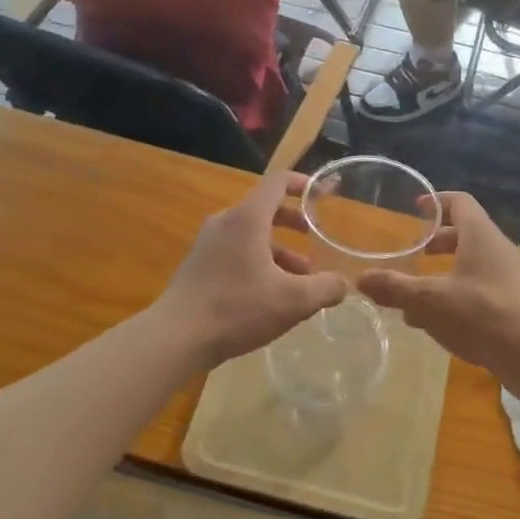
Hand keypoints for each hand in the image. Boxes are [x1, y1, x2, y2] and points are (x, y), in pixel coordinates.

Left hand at [155, 172, 346, 368]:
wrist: (176, 337)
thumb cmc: (237, 308)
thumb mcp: (293, 301)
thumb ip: (325, 288)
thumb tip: (343, 284)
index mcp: (248, 219)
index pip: (278, 182)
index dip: (303, 183)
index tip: (323, 193)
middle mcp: (225, 222)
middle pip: (264, 209)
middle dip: (293, 221)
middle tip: (313, 237)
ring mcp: (207, 243)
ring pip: (250, 235)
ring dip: (278, 249)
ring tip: (300, 278)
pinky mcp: (198, 265)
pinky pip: (235, 252)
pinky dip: (258, 261)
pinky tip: (270, 294)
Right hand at [359, 192, 519, 381]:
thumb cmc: (481, 314)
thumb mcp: (429, 301)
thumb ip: (395, 289)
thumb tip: (360, 279)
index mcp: (480, 235)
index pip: (459, 202)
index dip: (436, 202)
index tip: (415, 209)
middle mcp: (499, 249)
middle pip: (466, 234)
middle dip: (437, 243)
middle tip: (414, 254)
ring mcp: (512, 277)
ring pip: (473, 265)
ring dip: (446, 274)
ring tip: (418, 295)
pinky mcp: (517, 304)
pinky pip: (483, 289)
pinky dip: (460, 295)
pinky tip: (441, 323)